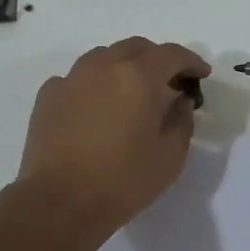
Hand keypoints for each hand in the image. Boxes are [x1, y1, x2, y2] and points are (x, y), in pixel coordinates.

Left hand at [17, 37, 210, 242]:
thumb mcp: (171, 156)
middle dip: (158, 59)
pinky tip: (98, 107)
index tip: (201, 75)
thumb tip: (179, 100)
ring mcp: (71, 78)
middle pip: (137, 47)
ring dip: (125, 66)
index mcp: (139, 77)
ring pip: (104, 57)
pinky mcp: (48, 95)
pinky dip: (95, 84)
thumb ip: (182, 119)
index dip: (191, 62)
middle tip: (170, 82)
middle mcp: (104, 66)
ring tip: (132, 92)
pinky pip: (78, 77)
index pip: (172, 54)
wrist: (59, 203)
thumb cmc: (123, 181)